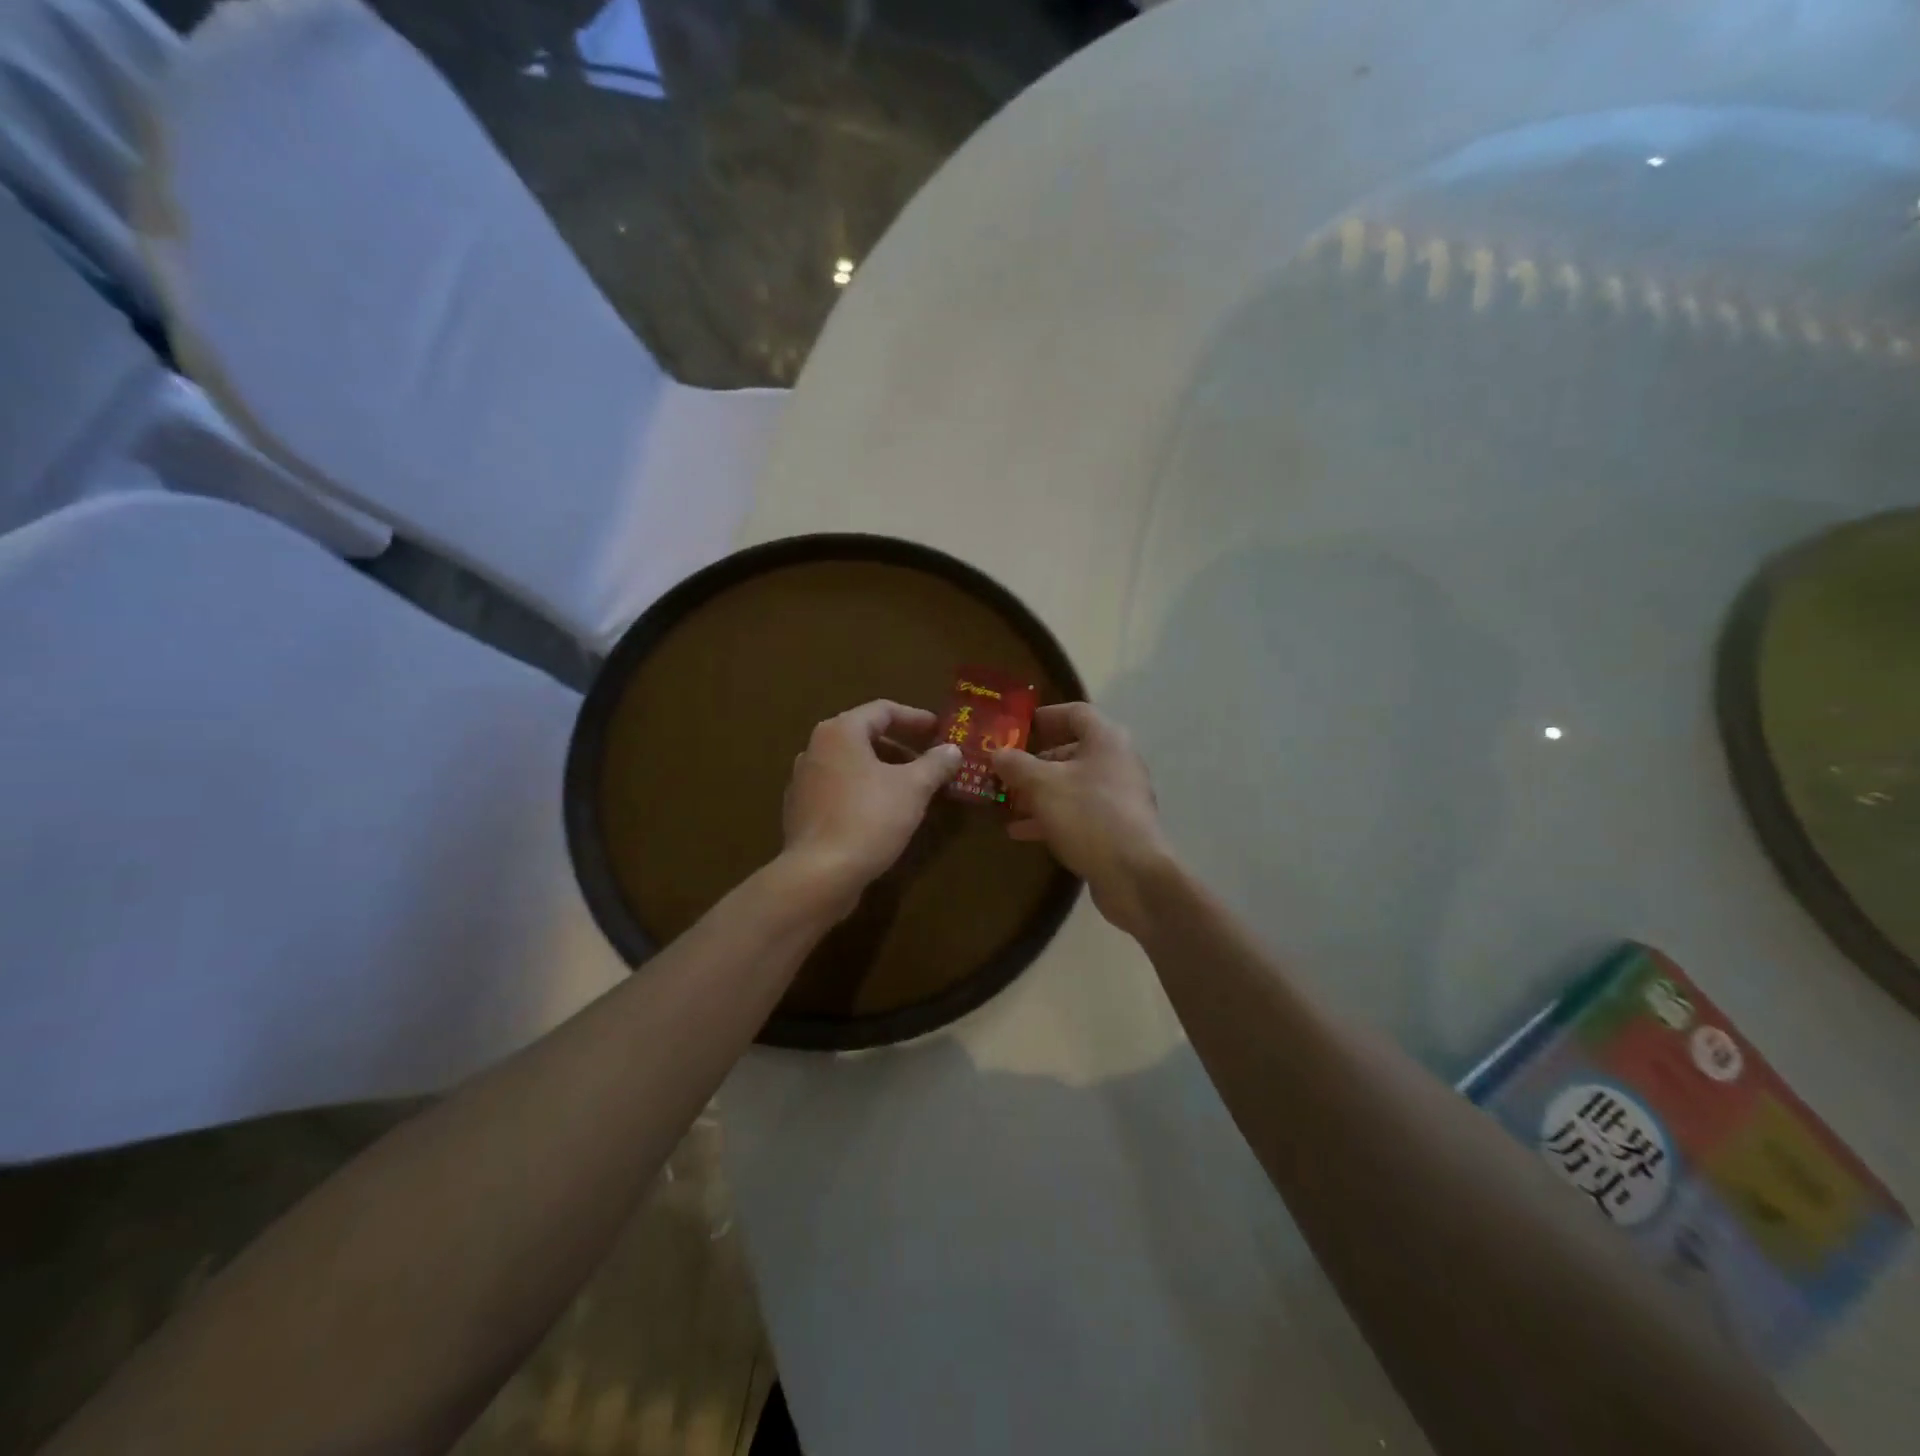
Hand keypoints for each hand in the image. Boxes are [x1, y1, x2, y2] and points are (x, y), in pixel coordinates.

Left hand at [781, 700, 961, 911]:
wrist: (819, 874)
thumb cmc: (869, 818)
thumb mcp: (913, 788)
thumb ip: (935, 764)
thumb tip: (952, 750)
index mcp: (840, 732)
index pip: (883, 710)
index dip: (915, 718)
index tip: (940, 731)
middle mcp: (815, 748)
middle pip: (864, 736)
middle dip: (900, 747)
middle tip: (929, 762)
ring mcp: (803, 780)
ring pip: (851, 764)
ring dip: (882, 770)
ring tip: (911, 789)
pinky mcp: (800, 810)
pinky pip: (838, 789)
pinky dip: (863, 791)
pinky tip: (882, 812)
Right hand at [993, 704, 1172, 937]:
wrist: (1134, 875)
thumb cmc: (1088, 815)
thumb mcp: (1043, 786)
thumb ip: (1017, 766)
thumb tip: (998, 753)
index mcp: (1106, 740)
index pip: (1075, 713)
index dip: (1046, 716)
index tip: (1018, 728)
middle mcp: (1116, 763)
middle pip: (1072, 751)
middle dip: (1036, 762)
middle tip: (1006, 771)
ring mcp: (1118, 798)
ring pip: (1072, 786)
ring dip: (1039, 793)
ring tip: (1007, 803)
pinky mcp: (1115, 828)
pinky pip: (1078, 813)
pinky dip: (1051, 817)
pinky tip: (1021, 831)